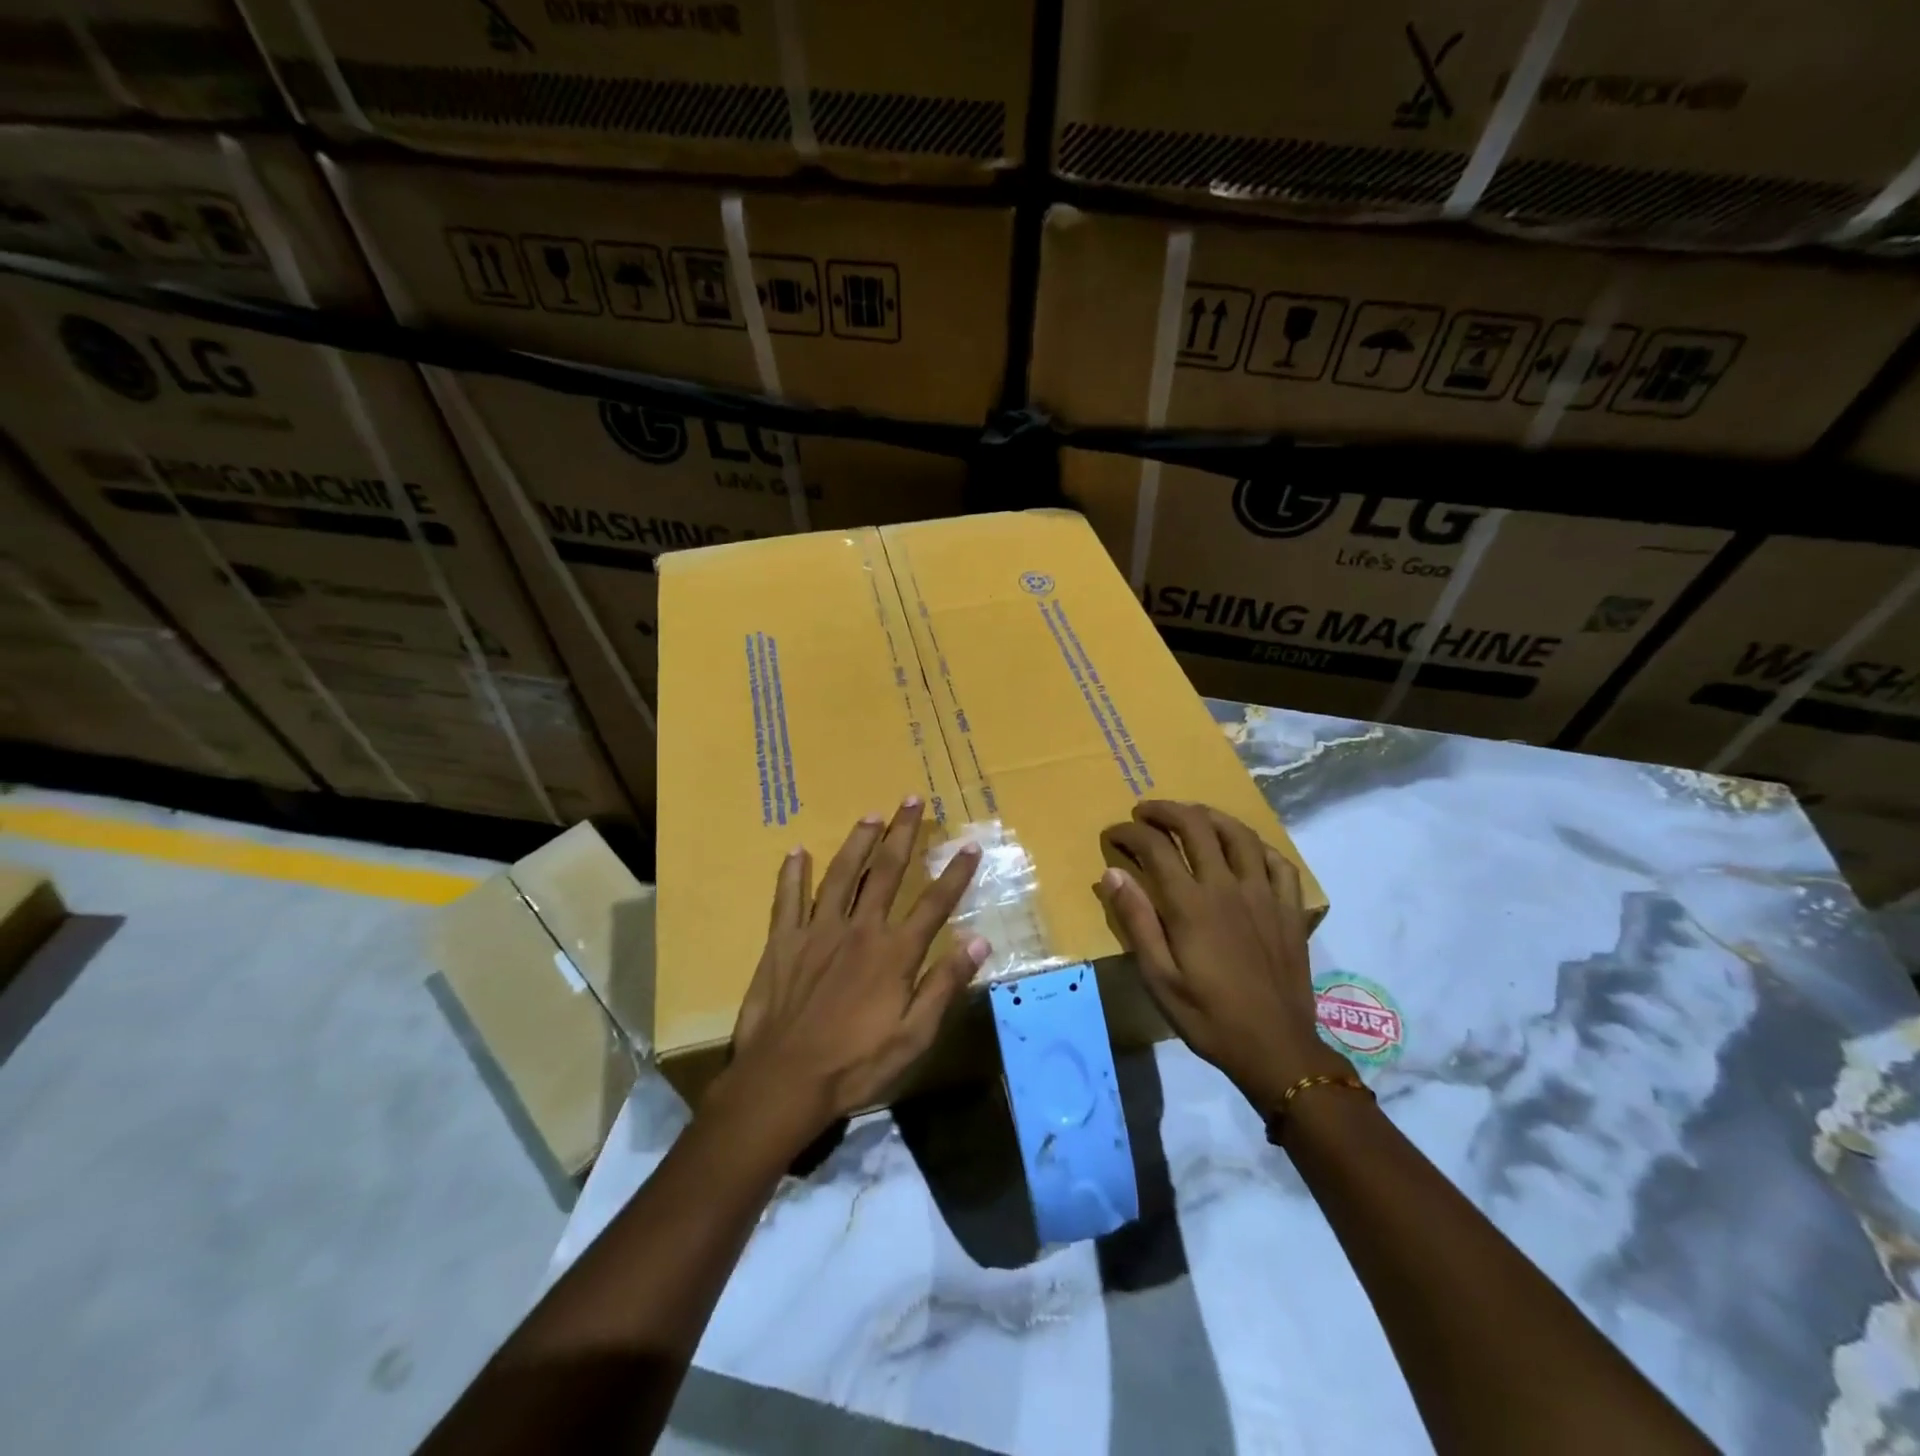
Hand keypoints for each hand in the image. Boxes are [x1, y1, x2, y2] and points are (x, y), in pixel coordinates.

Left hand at [721, 797, 989, 1137]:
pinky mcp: (783, 941)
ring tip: (871, 814)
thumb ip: (944, 985)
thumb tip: (979, 942)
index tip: (970, 845)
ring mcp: (817, 931)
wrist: (783, 1081)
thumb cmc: (855, 1065)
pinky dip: (792, 873)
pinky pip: (787, 898)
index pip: (934, 903)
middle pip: (887, 871)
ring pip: (842, 874)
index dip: (955, 873)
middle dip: (903, 833)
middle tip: (913, 799)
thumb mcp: (913, 1036)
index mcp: (894, 953)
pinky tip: (797, 851)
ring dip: (858, 841)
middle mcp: (859, 930)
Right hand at [1099, 800, 1346, 1114]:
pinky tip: (1243, 848)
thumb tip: (1112, 873)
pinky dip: (1256, 845)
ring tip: (1190, 816)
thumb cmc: (1208, 1016)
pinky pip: (1278, 861)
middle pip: (1197, 826)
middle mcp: (1228, 887)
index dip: (1129, 833)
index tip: (1114, 835)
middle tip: (1145, 812)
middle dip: (1166, 810)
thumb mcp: (1159, 977)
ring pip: (1238, 834)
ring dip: (1209, 816)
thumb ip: (1136, 921)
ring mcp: (1264, 894)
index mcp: (1191, 904)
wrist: (1276, 1049)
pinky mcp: (1289, 908)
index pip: (1155, 847)